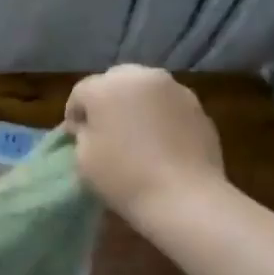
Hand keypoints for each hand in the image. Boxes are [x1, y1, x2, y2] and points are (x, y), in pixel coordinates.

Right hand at [65, 65, 225, 224]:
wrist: (184, 197)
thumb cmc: (123, 177)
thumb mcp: (83, 158)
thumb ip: (82, 133)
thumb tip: (90, 126)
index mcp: (106, 87)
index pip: (81, 92)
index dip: (74, 114)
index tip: (76, 137)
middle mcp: (141, 77)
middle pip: (116, 80)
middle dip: (107, 101)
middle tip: (106, 130)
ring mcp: (175, 89)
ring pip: (145, 90)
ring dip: (136, 105)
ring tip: (137, 135)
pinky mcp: (199, 107)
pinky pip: (169, 106)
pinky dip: (161, 117)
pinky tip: (161, 144)